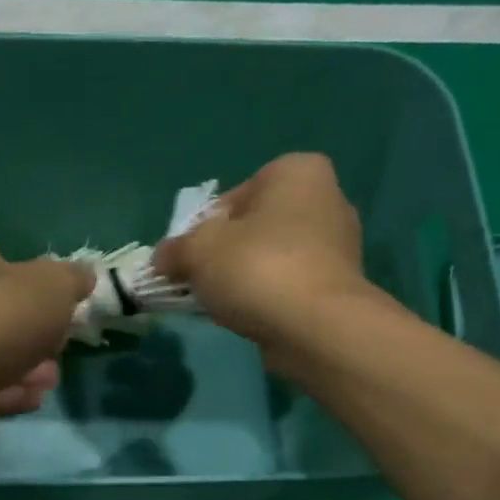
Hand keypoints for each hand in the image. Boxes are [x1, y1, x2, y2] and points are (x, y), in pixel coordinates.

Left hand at [0, 236, 93, 428]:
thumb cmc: (1, 318)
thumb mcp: (53, 285)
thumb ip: (72, 279)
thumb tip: (84, 276)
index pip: (0, 259)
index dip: (33, 277)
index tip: (60, 300)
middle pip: (3, 312)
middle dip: (37, 331)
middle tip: (60, 344)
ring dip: (30, 366)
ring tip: (51, 378)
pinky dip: (13, 392)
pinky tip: (34, 398)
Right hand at [152, 153, 374, 353]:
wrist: (315, 327)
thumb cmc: (256, 269)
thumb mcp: (197, 251)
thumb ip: (174, 250)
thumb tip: (161, 259)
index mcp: (295, 172)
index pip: (230, 199)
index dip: (201, 231)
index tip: (187, 261)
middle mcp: (325, 197)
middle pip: (251, 228)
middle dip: (223, 255)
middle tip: (200, 284)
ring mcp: (337, 244)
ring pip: (269, 258)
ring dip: (243, 279)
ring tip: (223, 306)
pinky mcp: (337, 285)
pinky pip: (287, 285)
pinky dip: (266, 298)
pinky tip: (250, 318)